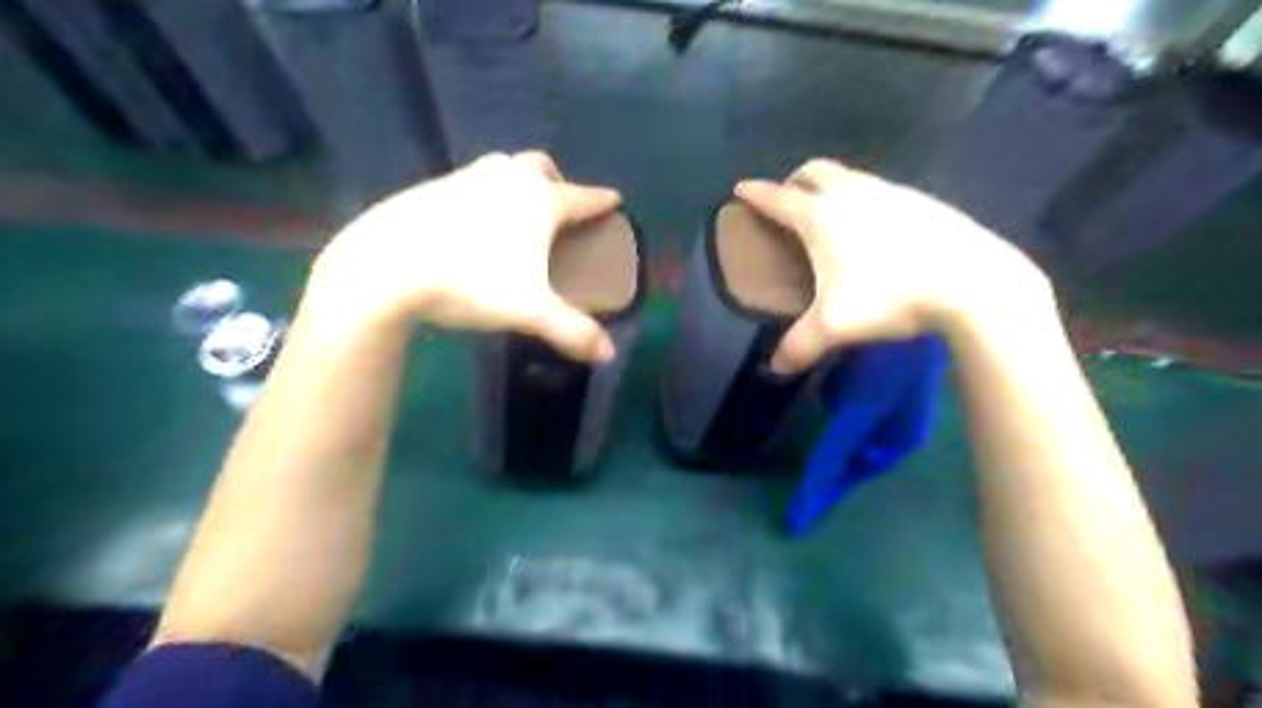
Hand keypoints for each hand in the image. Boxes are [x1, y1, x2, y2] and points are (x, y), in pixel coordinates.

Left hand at [311, 155, 624, 364]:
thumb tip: (609, 355)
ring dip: (519, 184)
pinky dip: (485, 195)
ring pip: (504, 169)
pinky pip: (472, 182)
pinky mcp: (432, 186)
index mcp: (539, 201)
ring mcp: (466, 177)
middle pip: (542, 167)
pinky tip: (475, 225)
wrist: (385, 266)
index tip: (615, 201)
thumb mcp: (529, 312)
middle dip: (558, 182)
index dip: (602, 201)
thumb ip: (573, 332)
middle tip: (561, 208)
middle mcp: (506, 179)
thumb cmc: (470, 281)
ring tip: (518, 216)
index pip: (583, 196)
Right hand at [736, 158, 1050, 371]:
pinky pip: (878, 188)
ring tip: (829, 218)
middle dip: (793, 181)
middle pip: (813, 171)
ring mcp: (890, 191)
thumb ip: (798, 346)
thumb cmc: (891, 296)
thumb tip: (775, 368)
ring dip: (830, 187)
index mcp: (821, 216)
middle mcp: (851, 193)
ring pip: (848, 176)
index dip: (754, 193)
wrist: (971, 281)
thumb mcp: (835, 326)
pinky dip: (861, 198)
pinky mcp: (920, 199)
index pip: (777, 197)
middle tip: (787, 203)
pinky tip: (873, 229)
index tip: (739, 189)